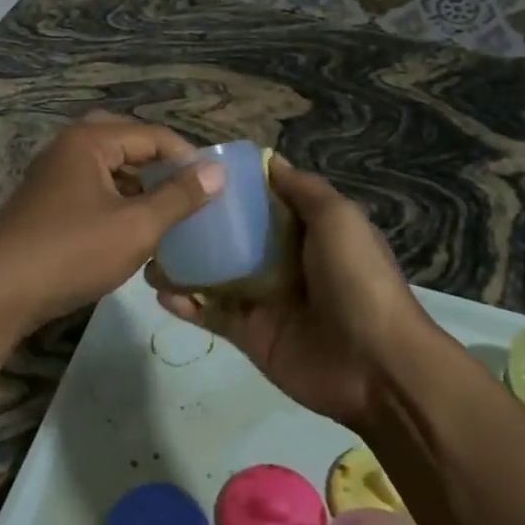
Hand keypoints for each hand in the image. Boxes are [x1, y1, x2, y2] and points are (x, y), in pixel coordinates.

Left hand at [0, 114, 225, 329]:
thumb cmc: (73, 251)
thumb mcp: (136, 226)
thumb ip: (179, 196)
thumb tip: (217, 171)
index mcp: (89, 141)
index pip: (152, 135)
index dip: (187, 157)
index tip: (215, 186)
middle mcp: (67, 149)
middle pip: (126, 143)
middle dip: (159, 164)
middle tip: (187, 188)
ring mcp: (52, 177)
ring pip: (107, 168)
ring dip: (138, 184)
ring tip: (168, 210)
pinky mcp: (45, 205)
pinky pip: (91, 190)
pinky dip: (116, 201)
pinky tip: (133, 229)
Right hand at [148, 156, 438, 426]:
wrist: (375, 364)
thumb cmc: (357, 279)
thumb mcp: (338, 219)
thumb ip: (303, 190)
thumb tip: (270, 160)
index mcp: (305, 231)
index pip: (262, 201)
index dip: (232, 186)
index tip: (192, 170)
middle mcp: (280, 260)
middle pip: (232, 236)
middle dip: (198, 224)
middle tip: (157, 208)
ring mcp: (261, 298)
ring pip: (213, 274)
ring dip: (182, 263)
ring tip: (148, 250)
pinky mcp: (247, 333)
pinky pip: (209, 313)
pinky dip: (184, 303)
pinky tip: (159, 290)